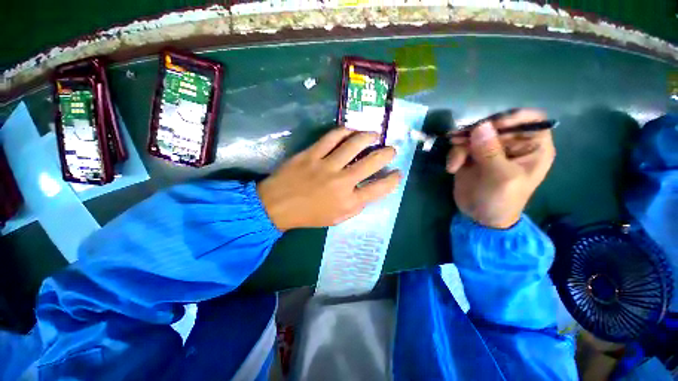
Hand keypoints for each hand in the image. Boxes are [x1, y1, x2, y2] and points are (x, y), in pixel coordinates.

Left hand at [257, 128, 400, 230]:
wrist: (277, 206)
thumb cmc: (309, 215)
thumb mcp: (336, 219)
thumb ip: (355, 206)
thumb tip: (367, 190)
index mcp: (348, 202)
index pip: (379, 188)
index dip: (392, 180)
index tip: (397, 173)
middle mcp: (341, 182)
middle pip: (372, 162)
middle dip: (387, 153)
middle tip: (391, 149)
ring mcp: (326, 165)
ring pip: (354, 144)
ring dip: (369, 136)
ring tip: (374, 135)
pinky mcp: (311, 154)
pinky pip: (332, 137)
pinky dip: (344, 131)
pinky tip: (351, 131)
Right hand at [446, 109, 555, 228]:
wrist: (479, 217)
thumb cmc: (501, 200)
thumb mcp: (500, 177)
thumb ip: (490, 152)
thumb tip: (480, 126)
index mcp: (532, 147)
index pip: (529, 119)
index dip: (511, 118)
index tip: (490, 127)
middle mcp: (512, 144)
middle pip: (495, 124)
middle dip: (476, 133)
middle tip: (458, 141)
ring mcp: (490, 148)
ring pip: (474, 134)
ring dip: (461, 146)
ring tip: (454, 163)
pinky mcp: (471, 155)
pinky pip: (461, 145)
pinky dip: (454, 155)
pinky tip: (452, 168)